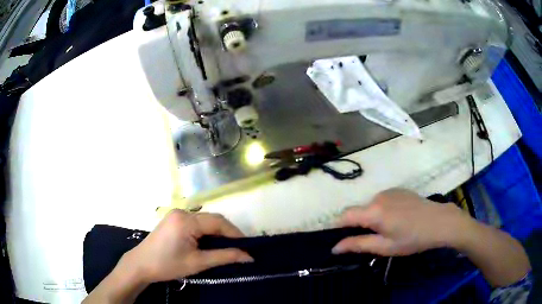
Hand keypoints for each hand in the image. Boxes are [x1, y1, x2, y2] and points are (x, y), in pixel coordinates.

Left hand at [123, 210, 253, 283]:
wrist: (141, 265)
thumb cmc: (168, 265)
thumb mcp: (198, 263)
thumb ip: (224, 257)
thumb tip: (249, 257)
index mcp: (186, 220)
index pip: (218, 222)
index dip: (235, 234)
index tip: (248, 247)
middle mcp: (182, 212)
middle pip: (212, 219)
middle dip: (227, 234)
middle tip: (239, 249)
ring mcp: (176, 215)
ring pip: (204, 221)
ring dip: (217, 233)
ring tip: (227, 248)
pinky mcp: (173, 220)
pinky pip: (196, 223)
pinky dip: (206, 233)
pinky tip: (209, 244)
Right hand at [332, 188, 469, 255]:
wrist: (439, 222)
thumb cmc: (412, 239)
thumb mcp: (385, 247)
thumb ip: (358, 244)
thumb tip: (335, 247)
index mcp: (373, 211)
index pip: (345, 215)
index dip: (338, 226)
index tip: (340, 239)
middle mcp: (378, 196)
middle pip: (358, 210)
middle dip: (358, 224)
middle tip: (372, 239)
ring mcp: (389, 191)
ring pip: (371, 205)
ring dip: (372, 217)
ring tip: (388, 230)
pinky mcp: (399, 190)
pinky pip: (383, 200)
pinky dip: (382, 210)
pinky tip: (398, 219)